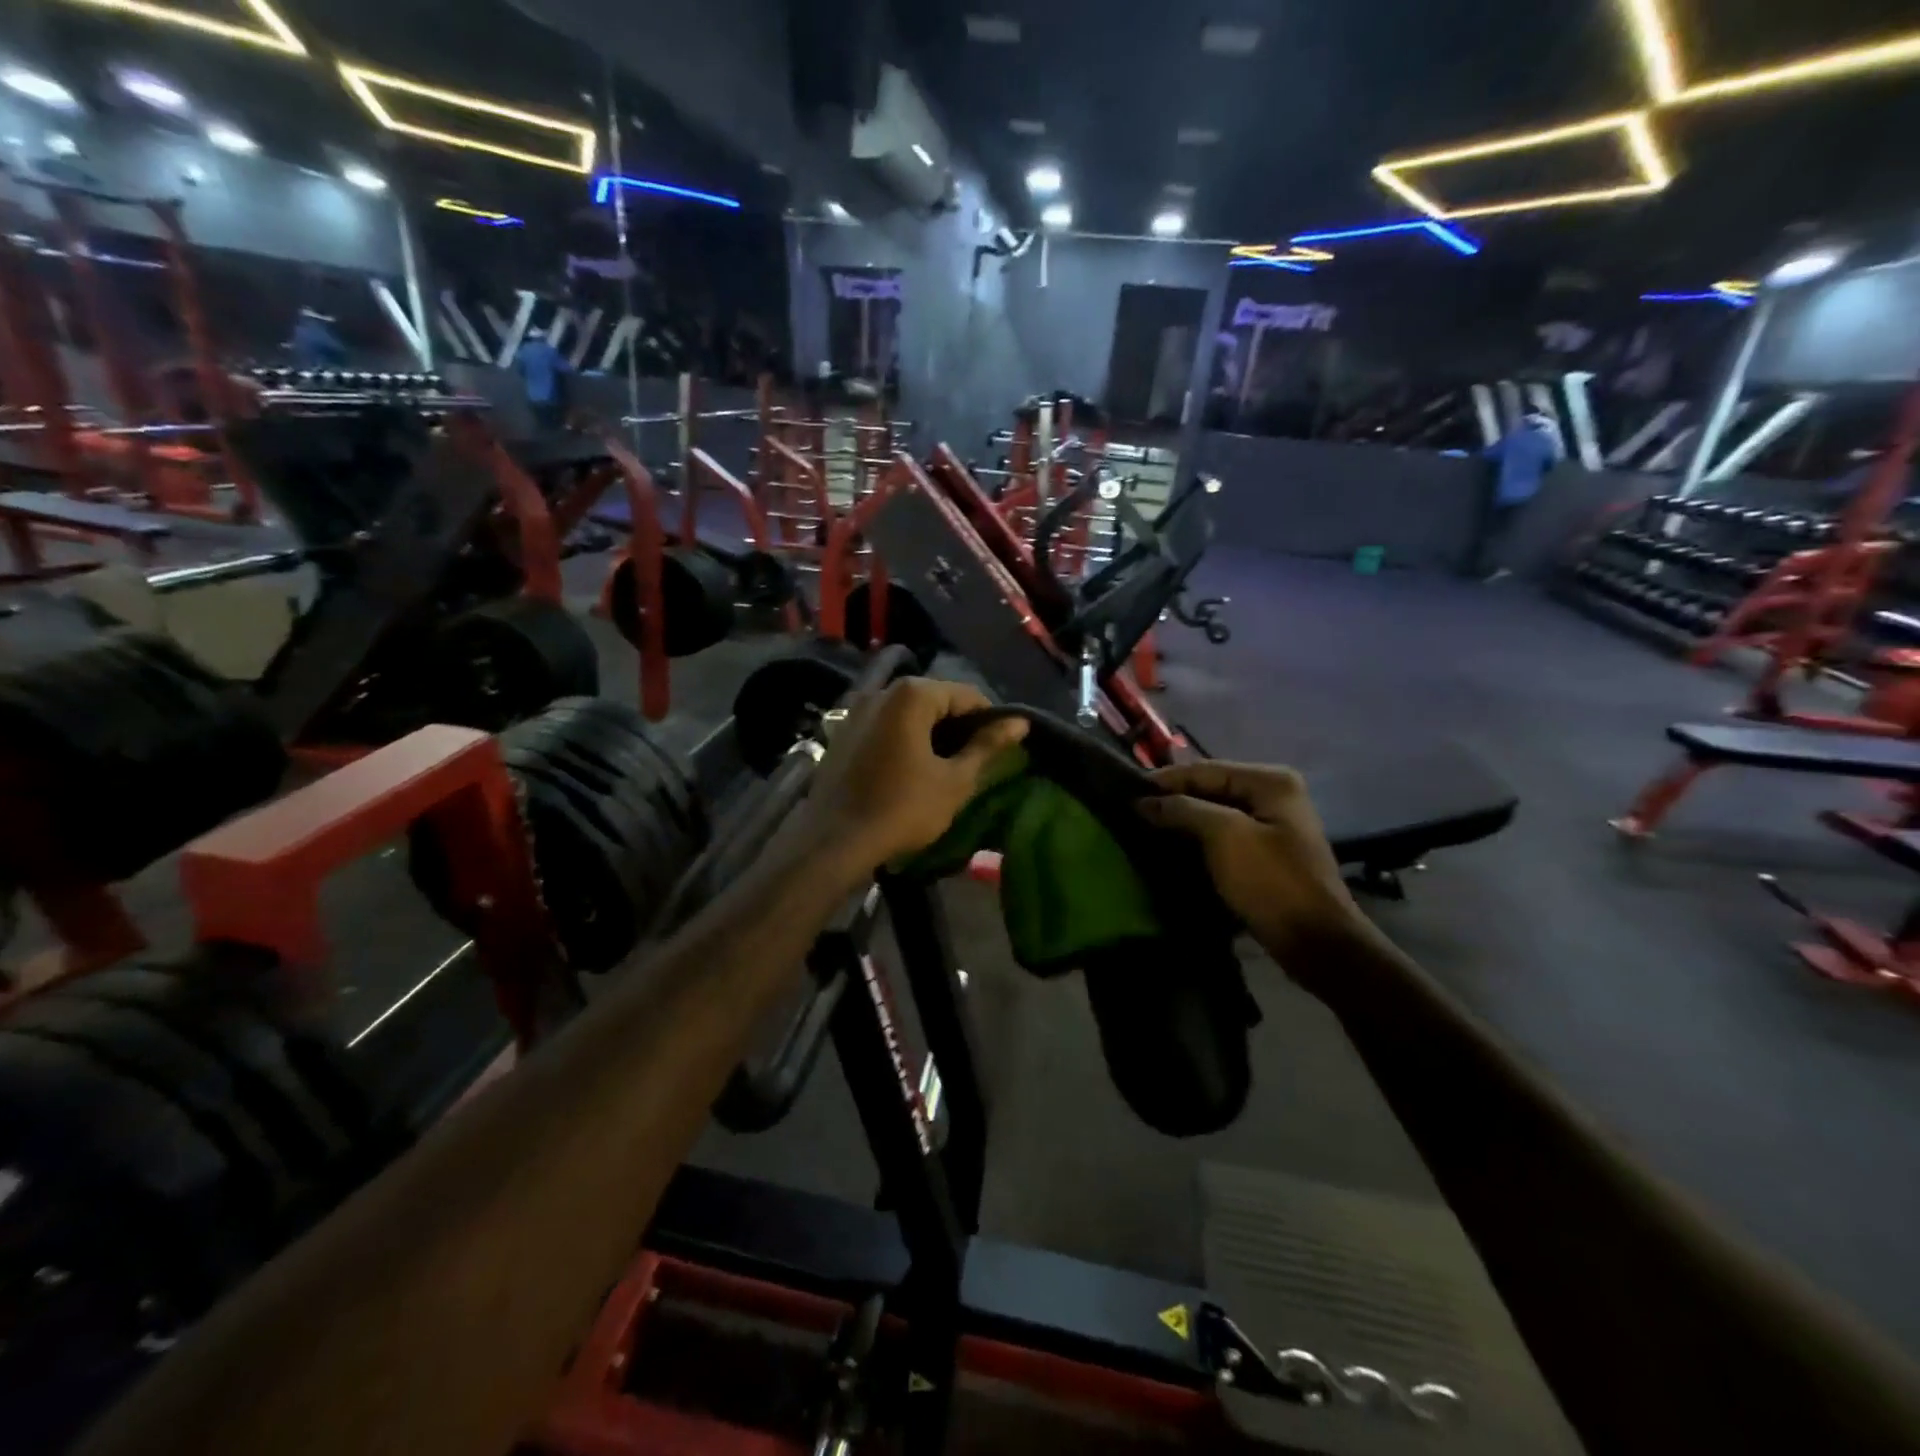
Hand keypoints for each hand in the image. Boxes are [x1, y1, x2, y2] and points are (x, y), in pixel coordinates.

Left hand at [801, 678, 1027, 871]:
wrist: (833, 841)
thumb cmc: (902, 809)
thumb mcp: (955, 781)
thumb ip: (988, 746)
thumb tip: (1021, 723)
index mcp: (912, 695)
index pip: (967, 695)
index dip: (990, 720)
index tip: (1000, 749)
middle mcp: (881, 691)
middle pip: (935, 700)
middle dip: (959, 726)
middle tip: (975, 761)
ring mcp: (856, 710)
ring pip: (908, 713)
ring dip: (931, 733)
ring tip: (946, 767)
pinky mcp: (842, 732)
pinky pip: (885, 726)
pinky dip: (904, 739)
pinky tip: (911, 769)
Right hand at [1138, 762, 1365, 963]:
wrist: (1316, 942)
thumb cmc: (1271, 882)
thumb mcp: (1225, 837)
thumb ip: (1183, 810)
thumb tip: (1143, 801)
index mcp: (1270, 781)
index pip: (1205, 770)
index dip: (1165, 781)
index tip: (1126, 793)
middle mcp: (1274, 794)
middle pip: (1211, 788)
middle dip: (1174, 799)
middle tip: (1132, 811)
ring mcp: (1273, 823)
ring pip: (1215, 811)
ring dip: (1183, 819)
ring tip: (1145, 827)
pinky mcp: (1267, 852)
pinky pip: (1224, 834)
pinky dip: (1198, 838)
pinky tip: (1173, 846)